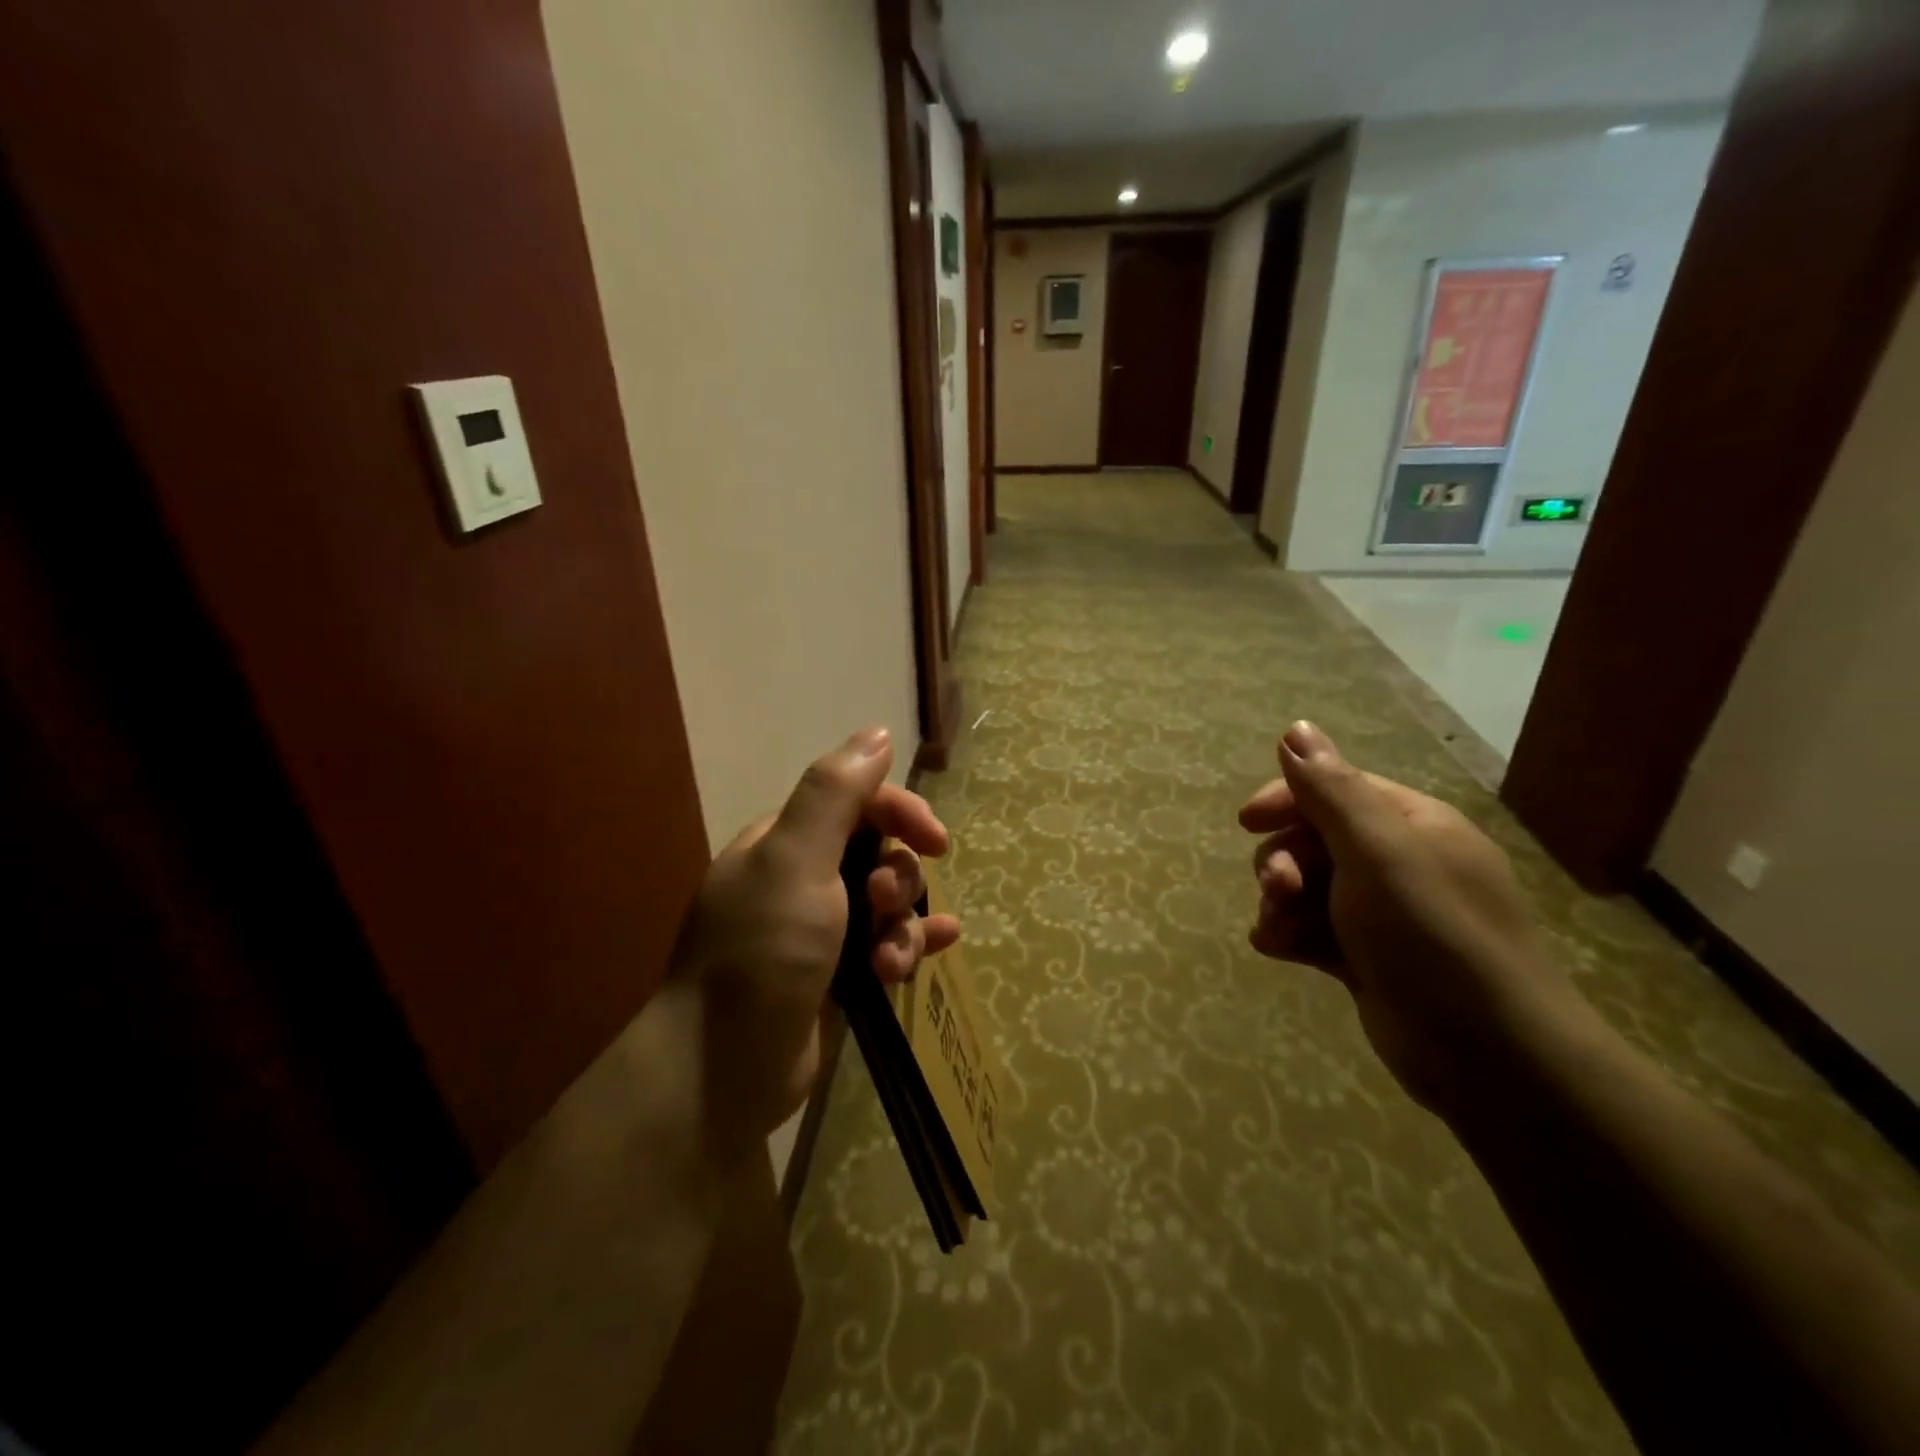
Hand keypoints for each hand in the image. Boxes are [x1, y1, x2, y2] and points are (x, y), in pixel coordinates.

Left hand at [670, 726, 959, 1165]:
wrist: (722, 1072)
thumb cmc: (760, 952)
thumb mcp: (794, 861)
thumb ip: (834, 794)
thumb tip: (877, 734)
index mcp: (784, 843)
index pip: (856, 802)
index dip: (900, 812)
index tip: (934, 840)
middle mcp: (802, 879)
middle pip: (878, 853)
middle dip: (898, 877)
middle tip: (883, 906)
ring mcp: (820, 931)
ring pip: (888, 904)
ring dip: (904, 925)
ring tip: (890, 963)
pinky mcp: (838, 977)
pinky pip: (889, 944)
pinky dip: (914, 944)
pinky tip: (942, 949)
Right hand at [1240, 721, 1582, 1115]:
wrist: (1490, 1056)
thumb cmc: (1432, 934)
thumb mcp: (1378, 850)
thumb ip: (1331, 789)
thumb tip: (1296, 727)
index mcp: (1411, 824)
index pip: (1335, 789)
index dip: (1287, 799)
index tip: (1247, 822)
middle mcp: (1398, 862)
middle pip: (1313, 839)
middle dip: (1283, 860)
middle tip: (1278, 889)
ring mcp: (1382, 914)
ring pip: (1306, 887)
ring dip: (1280, 902)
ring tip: (1279, 929)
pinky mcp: (1367, 959)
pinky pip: (1312, 930)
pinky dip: (1290, 935)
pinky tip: (1280, 950)